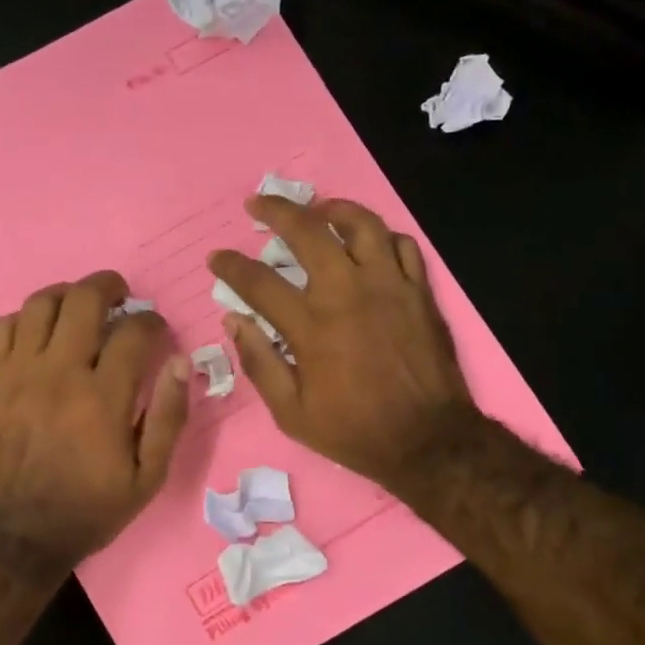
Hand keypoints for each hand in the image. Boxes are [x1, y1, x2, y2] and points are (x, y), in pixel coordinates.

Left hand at [0, 270, 189, 574]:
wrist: (14, 536)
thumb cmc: (87, 509)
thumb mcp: (147, 478)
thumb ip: (169, 417)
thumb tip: (181, 362)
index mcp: (104, 397)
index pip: (134, 331)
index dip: (152, 321)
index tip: (157, 329)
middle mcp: (60, 372)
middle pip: (84, 299)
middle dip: (110, 286)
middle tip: (121, 295)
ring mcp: (19, 372)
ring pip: (41, 303)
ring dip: (67, 295)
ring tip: (80, 307)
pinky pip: (3, 326)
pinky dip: (25, 319)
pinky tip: (39, 335)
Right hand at [208, 196, 479, 489]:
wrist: (427, 440)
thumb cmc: (354, 431)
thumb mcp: (291, 413)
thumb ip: (260, 364)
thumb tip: (234, 321)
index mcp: (311, 326)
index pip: (259, 282)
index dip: (231, 266)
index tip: (217, 258)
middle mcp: (347, 293)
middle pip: (308, 232)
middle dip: (276, 211)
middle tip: (258, 203)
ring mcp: (389, 287)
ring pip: (362, 224)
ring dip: (334, 209)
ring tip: (318, 210)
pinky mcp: (420, 292)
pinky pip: (403, 245)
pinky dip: (382, 236)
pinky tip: (369, 243)